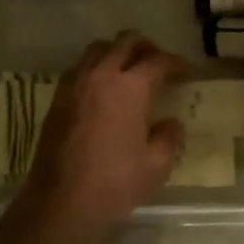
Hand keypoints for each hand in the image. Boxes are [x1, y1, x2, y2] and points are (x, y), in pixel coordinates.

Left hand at [20, 32, 186, 224]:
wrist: (61, 202)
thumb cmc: (114, 184)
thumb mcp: (156, 166)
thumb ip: (169, 138)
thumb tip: (171, 123)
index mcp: (129, 88)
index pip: (157, 62)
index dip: (176, 64)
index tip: (187, 72)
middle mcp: (100, 76)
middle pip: (125, 42)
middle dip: (146, 46)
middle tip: (158, 62)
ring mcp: (74, 85)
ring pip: (97, 50)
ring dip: (117, 52)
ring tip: (129, 71)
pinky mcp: (57, 99)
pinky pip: (79, 68)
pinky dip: (95, 68)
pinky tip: (103, 90)